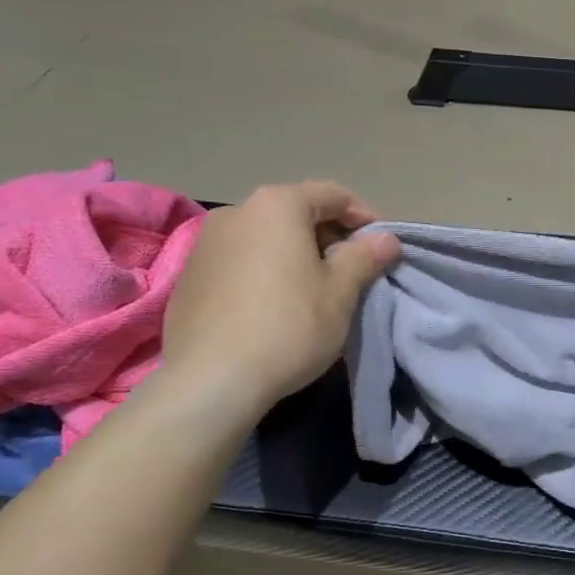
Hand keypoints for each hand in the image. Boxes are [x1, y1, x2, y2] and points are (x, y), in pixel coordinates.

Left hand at [160, 182, 400, 415]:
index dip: (366, 217)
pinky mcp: (189, 277)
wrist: (211, 379)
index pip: (333, 195)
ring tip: (316, 290)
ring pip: (266, 238)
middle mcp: (237, 211)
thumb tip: (385, 238)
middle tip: (354, 271)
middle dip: (330, 237)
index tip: (383, 247)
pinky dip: (265, 272)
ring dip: (296, 255)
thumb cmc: (289, 325)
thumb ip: (364, 257)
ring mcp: (206, 243)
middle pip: (296, 213)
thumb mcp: (340, 292)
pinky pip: (240, 262)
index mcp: (277, 205)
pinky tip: (275, 307)